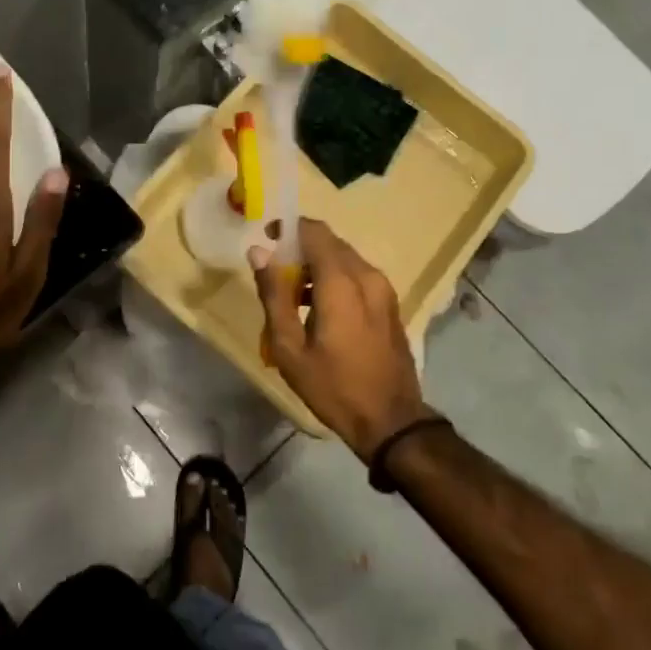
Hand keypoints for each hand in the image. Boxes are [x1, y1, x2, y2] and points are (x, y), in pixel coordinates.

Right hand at [251, 219, 434, 464]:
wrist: (391, 421)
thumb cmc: (333, 386)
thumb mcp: (289, 347)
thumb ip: (273, 294)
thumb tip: (258, 252)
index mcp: (341, 282)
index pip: (314, 231)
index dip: (288, 228)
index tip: (267, 238)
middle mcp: (367, 275)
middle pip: (330, 243)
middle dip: (300, 249)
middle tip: (276, 274)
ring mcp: (383, 289)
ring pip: (345, 259)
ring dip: (318, 266)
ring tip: (294, 296)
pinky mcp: (390, 304)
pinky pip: (358, 276)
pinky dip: (335, 279)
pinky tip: (320, 310)